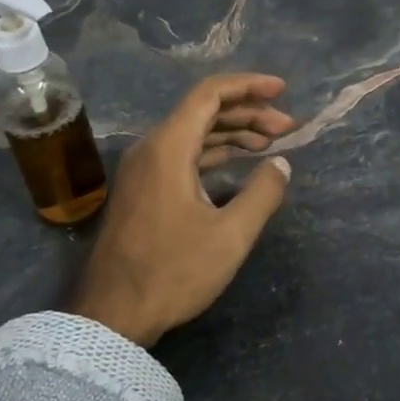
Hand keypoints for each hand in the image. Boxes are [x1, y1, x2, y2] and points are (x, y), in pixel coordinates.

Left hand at [71, 73, 295, 346]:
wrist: (113, 314)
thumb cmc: (173, 272)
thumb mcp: (230, 235)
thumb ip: (263, 193)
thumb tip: (281, 163)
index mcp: (169, 147)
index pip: (210, 94)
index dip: (249, 86)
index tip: (282, 90)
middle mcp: (152, 148)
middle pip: (203, 111)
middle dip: (248, 112)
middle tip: (286, 126)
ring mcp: (143, 169)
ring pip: (193, 132)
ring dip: (232, 131)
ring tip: (270, 141)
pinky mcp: (143, 189)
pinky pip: (182, 153)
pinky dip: (213, 150)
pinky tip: (238, 161)